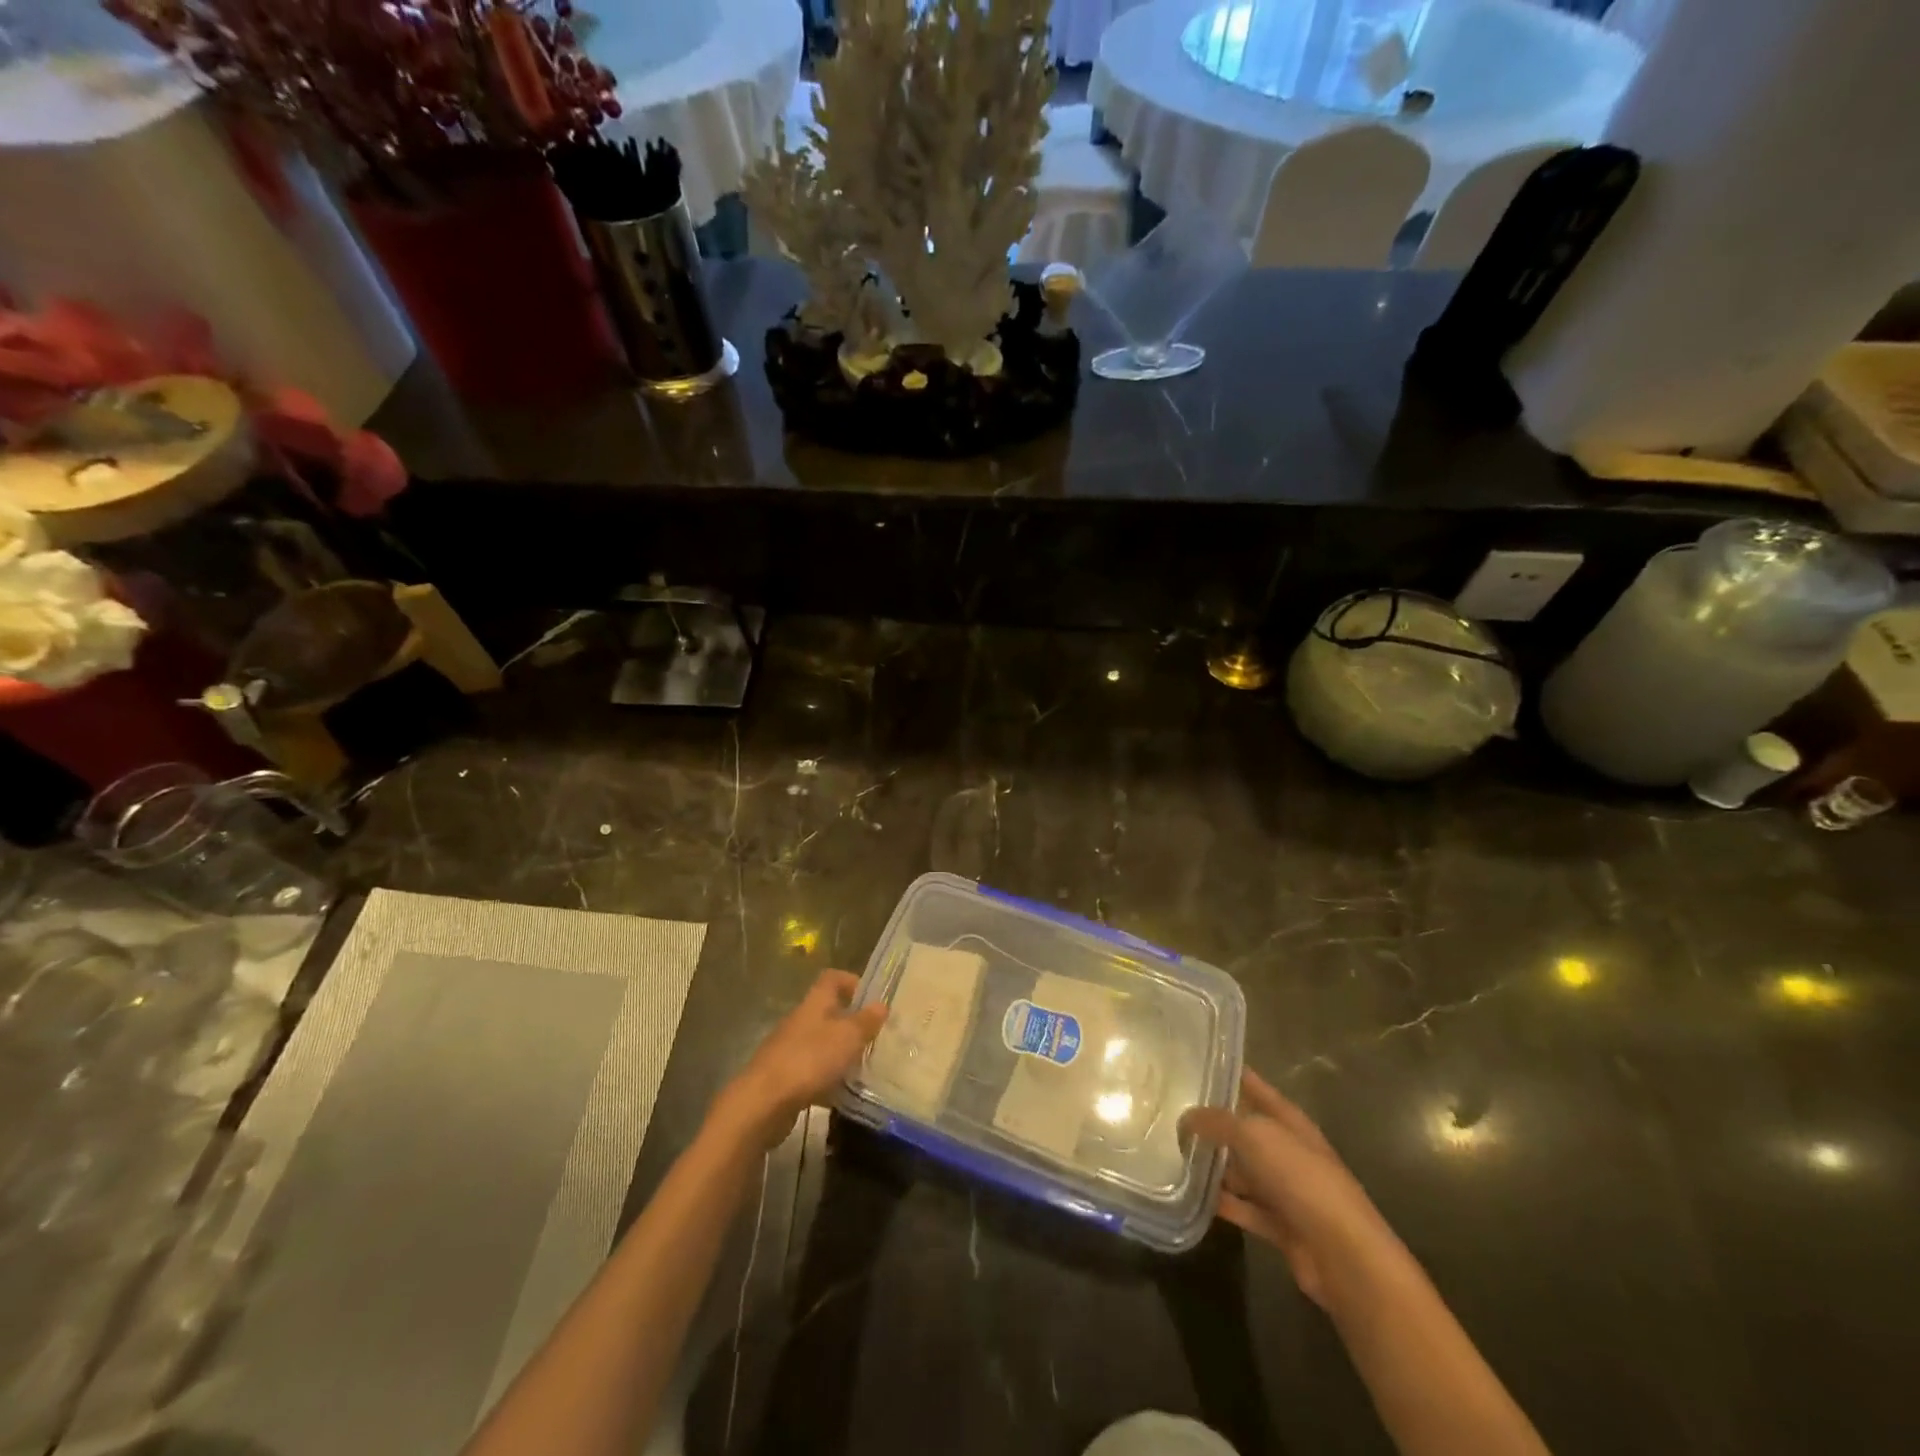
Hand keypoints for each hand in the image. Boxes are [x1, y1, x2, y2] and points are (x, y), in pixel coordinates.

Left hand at [711, 970, 887, 1151]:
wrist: (763, 1103)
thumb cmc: (809, 1060)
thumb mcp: (847, 1037)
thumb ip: (866, 1021)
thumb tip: (881, 1004)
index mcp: (814, 1004)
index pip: (831, 979)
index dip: (851, 982)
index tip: (872, 998)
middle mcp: (800, 1021)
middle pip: (827, 1012)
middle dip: (851, 1023)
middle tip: (875, 1037)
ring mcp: (789, 1050)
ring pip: (821, 1044)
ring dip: (840, 1053)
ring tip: (864, 1067)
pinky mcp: (783, 1078)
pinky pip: (812, 1071)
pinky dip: (827, 1079)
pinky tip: (841, 1095)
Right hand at [1181, 1071, 1401, 1310]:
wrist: (1344, 1255)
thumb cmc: (1302, 1179)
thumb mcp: (1255, 1136)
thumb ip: (1217, 1122)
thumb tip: (1185, 1119)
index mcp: (1288, 1120)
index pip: (1253, 1086)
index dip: (1228, 1073)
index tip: (1194, 1062)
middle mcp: (1286, 1150)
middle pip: (1244, 1129)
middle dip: (1211, 1121)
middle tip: (1170, 1111)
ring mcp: (1284, 1189)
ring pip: (1241, 1169)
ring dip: (1213, 1164)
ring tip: (1171, 1152)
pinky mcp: (1279, 1225)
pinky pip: (1242, 1206)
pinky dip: (1221, 1201)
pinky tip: (1190, 1194)